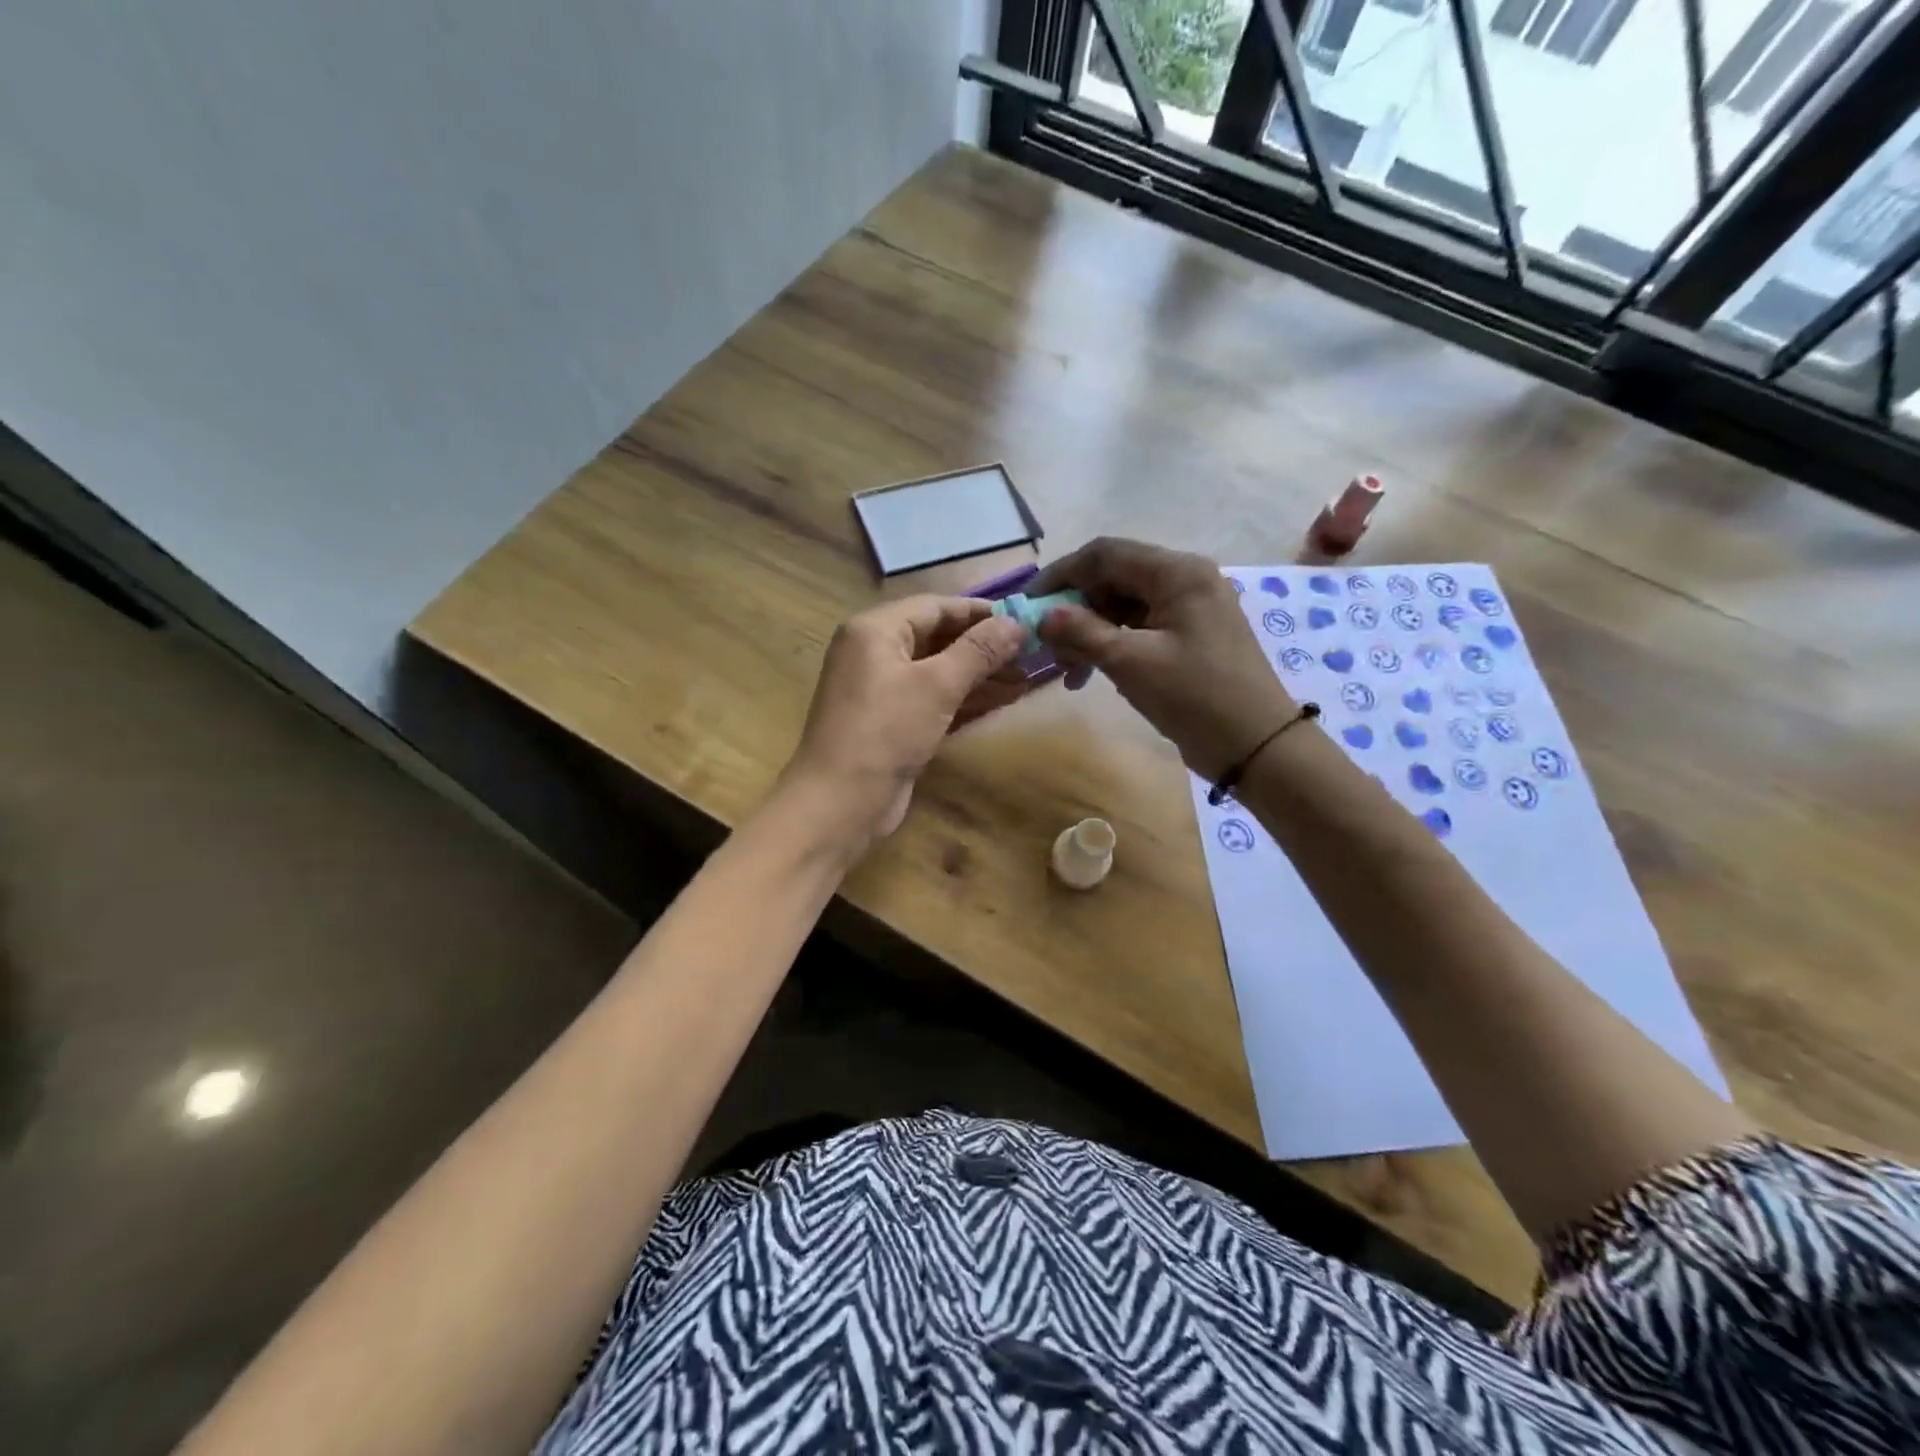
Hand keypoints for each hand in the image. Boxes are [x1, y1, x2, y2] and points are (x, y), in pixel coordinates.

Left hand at [779, 595, 1028, 852]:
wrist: (840, 803)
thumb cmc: (885, 732)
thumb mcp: (936, 685)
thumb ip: (978, 651)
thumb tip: (1016, 623)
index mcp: (875, 630)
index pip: (935, 607)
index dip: (981, 612)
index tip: (1024, 619)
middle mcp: (874, 652)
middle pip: (937, 637)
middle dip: (984, 646)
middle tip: (1032, 653)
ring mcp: (881, 690)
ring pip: (938, 671)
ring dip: (980, 674)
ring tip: (1026, 678)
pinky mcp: (891, 722)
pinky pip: (933, 699)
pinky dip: (965, 698)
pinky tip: (1003, 700)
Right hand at [1034, 537, 1296, 779]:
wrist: (1257, 745)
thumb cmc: (1194, 696)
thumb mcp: (1130, 662)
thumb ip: (1081, 632)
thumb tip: (1042, 616)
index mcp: (1177, 572)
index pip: (1104, 554)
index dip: (1061, 574)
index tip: (1028, 604)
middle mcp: (1186, 578)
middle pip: (1114, 577)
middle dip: (1076, 609)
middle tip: (1048, 646)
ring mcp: (1191, 606)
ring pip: (1125, 604)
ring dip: (1091, 631)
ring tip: (1069, 670)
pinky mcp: (1192, 633)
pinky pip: (1141, 626)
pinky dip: (1114, 644)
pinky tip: (1095, 672)